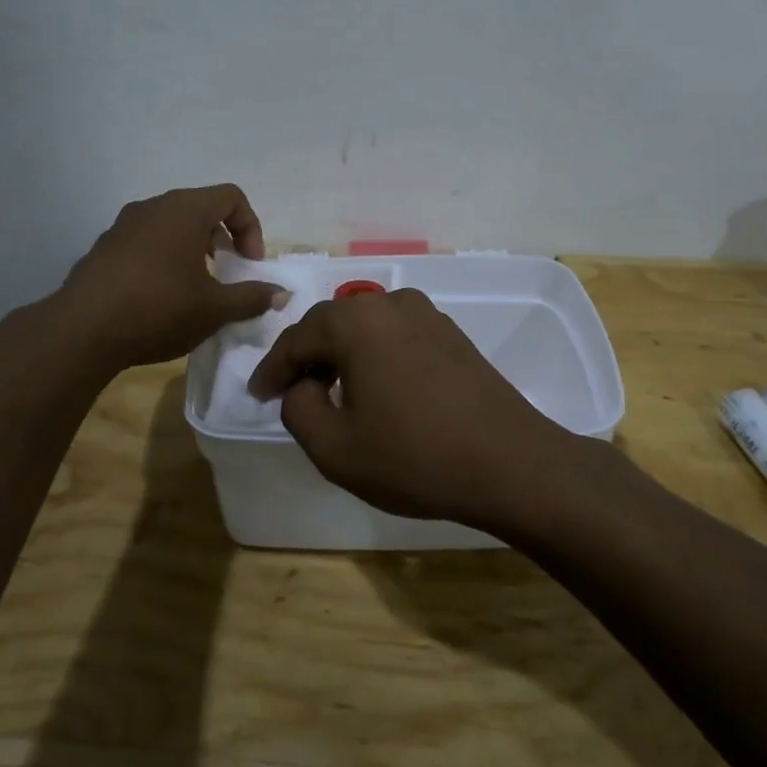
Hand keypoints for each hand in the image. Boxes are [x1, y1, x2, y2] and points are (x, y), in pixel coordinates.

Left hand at [56, 185, 284, 369]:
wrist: (82, 330)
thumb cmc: (158, 309)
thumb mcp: (214, 309)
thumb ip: (252, 297)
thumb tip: (281, 293)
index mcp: (185, 210)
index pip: (231, 197)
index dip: (250, 227)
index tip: (249, 263)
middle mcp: (153, 207)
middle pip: (201, 207)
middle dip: (222, 237)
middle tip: (227, 271)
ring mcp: (123, 225)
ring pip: (171, 224)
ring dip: (192, 248)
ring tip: (195, 286)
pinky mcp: (104, 247)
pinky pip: (146, 241)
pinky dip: (164, 257)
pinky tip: (159, 296)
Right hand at [248, 288, 600, 533]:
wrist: (510, 463)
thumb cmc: (413, 457)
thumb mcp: (334, 447)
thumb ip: (298, 408)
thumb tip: (303, 386)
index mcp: (355, 321)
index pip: (296, 339)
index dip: (271, 369)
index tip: (257, 395)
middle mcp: (390, 303)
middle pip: (331, 325)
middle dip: (306, 357)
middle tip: (289, 392)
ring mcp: (427, 314)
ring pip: (365, 328)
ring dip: (341, 355)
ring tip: (331, 392)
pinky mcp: (451, 333)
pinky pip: (395, 336)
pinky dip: (374, 356)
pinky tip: (377, 388)